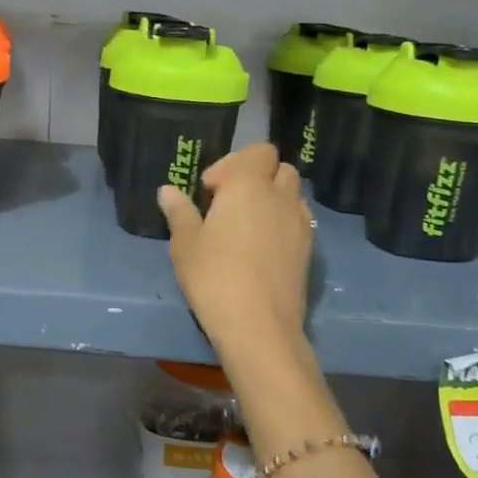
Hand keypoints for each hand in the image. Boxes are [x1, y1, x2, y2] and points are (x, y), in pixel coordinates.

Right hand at [158, 144, 312, 352]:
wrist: (258, 325)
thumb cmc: (214, 276)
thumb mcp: (185, 244)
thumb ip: (179, 212)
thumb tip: (168, 190)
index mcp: (248, 185)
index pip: (257, 151)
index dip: (232, 164)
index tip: (210, 191)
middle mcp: (280, 196)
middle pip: (279, 167)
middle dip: (257, 176)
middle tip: (229, 202)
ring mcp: (300, 223)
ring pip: (292, 193)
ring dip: (273, 197)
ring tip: (247, 224)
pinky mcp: (309, 249)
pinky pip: (298, 219)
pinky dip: (282, 221)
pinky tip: (261, 246)